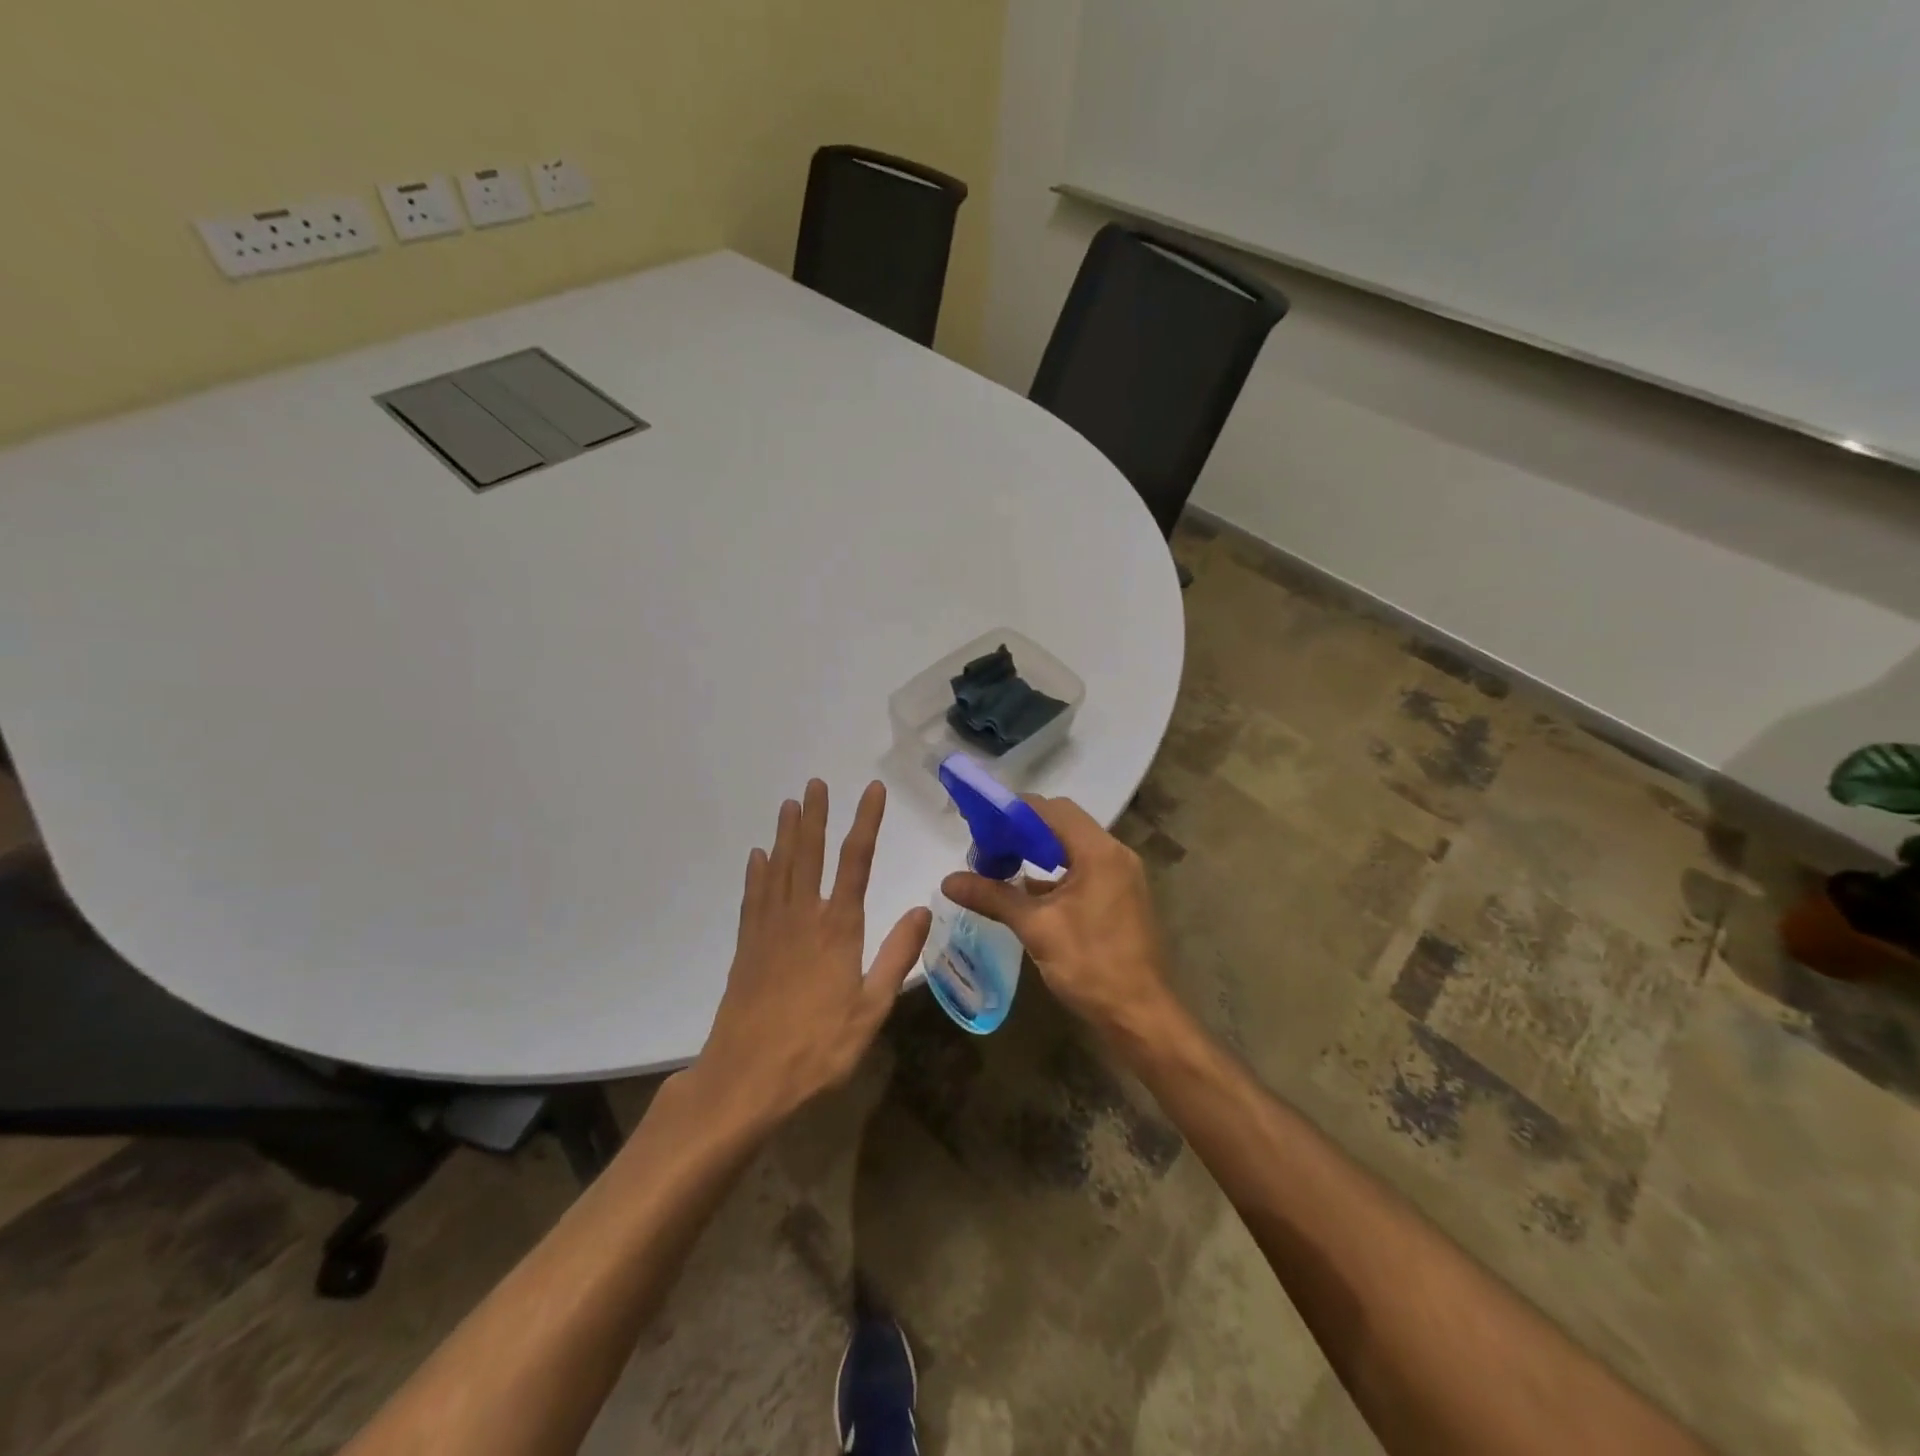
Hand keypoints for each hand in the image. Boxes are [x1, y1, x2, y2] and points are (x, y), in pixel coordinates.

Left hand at [691, 779, 930, 1127]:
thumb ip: (898, 955)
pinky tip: (758, 857)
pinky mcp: (748, 946)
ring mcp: (770, 929)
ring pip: (779, 868)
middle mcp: (802, 917)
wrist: (746, 1078)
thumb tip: (924, 909)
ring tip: (789, 804)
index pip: (856, 861)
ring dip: (786, 834)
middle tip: (815, 783)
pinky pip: (753, 897)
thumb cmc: (818, 1047)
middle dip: (816, 816)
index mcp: (838, 928)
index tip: (872, 790)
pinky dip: (757, 872)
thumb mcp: (871, 1008)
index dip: (866, 822)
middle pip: (810, 855)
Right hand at [940, 795, 1176, 1045]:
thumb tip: (948, 881)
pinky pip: (1083, 868)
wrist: (1139, 1015)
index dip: (1015, 812)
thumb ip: (993, 897)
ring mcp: (1121, 875)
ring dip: (1038, 852)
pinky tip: (1027, 890)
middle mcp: (1115, 854)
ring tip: (1000, 865)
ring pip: (1073, 847)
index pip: (1052, 810)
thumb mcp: (1036, 928)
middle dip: (1023, 831)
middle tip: (988, 847)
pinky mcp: (1120, 896)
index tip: (982, 824)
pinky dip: (1055, 872)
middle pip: (1063, 824)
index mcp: (1099, 852)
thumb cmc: (1090, 965)